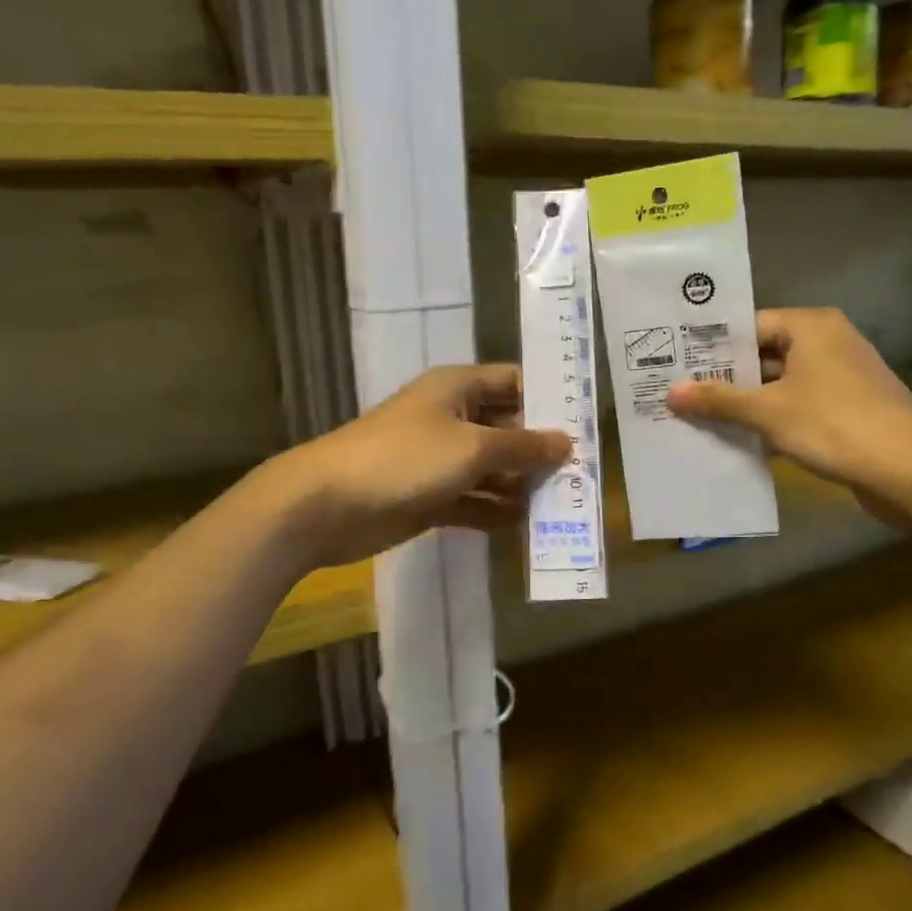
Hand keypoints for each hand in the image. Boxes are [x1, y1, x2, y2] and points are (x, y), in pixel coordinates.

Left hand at [271, 365, 570, 568]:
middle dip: (539, 450)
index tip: (585, 423)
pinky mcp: (429, 497)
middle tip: (582, 474)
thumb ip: (522, 446)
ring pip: (491, 468)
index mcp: (458, 389)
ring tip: (563, 505)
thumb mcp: (472, 447)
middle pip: (506, 428)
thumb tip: (566, 442)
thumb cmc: (405, 459)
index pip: (513, 383)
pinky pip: (472, 500)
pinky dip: (495, 511)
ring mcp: (438, 459)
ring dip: (521, 485)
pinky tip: (525, 527)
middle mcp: (451, 418)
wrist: (326, 505)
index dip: (548, 399)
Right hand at [667, 308, 911, 512]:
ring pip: (780, 385)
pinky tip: (739, 442)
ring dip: (746, 405)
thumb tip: (670, 393)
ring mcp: (840, 378)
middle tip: (679, 394)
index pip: (750, 325)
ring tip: (698, 419)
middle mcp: (827, 343)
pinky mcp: (847, 410)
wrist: (911, 471)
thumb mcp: (768, 411)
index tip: (676, 364)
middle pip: (764, 355)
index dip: (712, 347)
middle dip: (725, 379)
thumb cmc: (835, 425)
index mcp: (811, 327)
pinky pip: (797, 408)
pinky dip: (771, 422)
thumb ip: (719, 400)